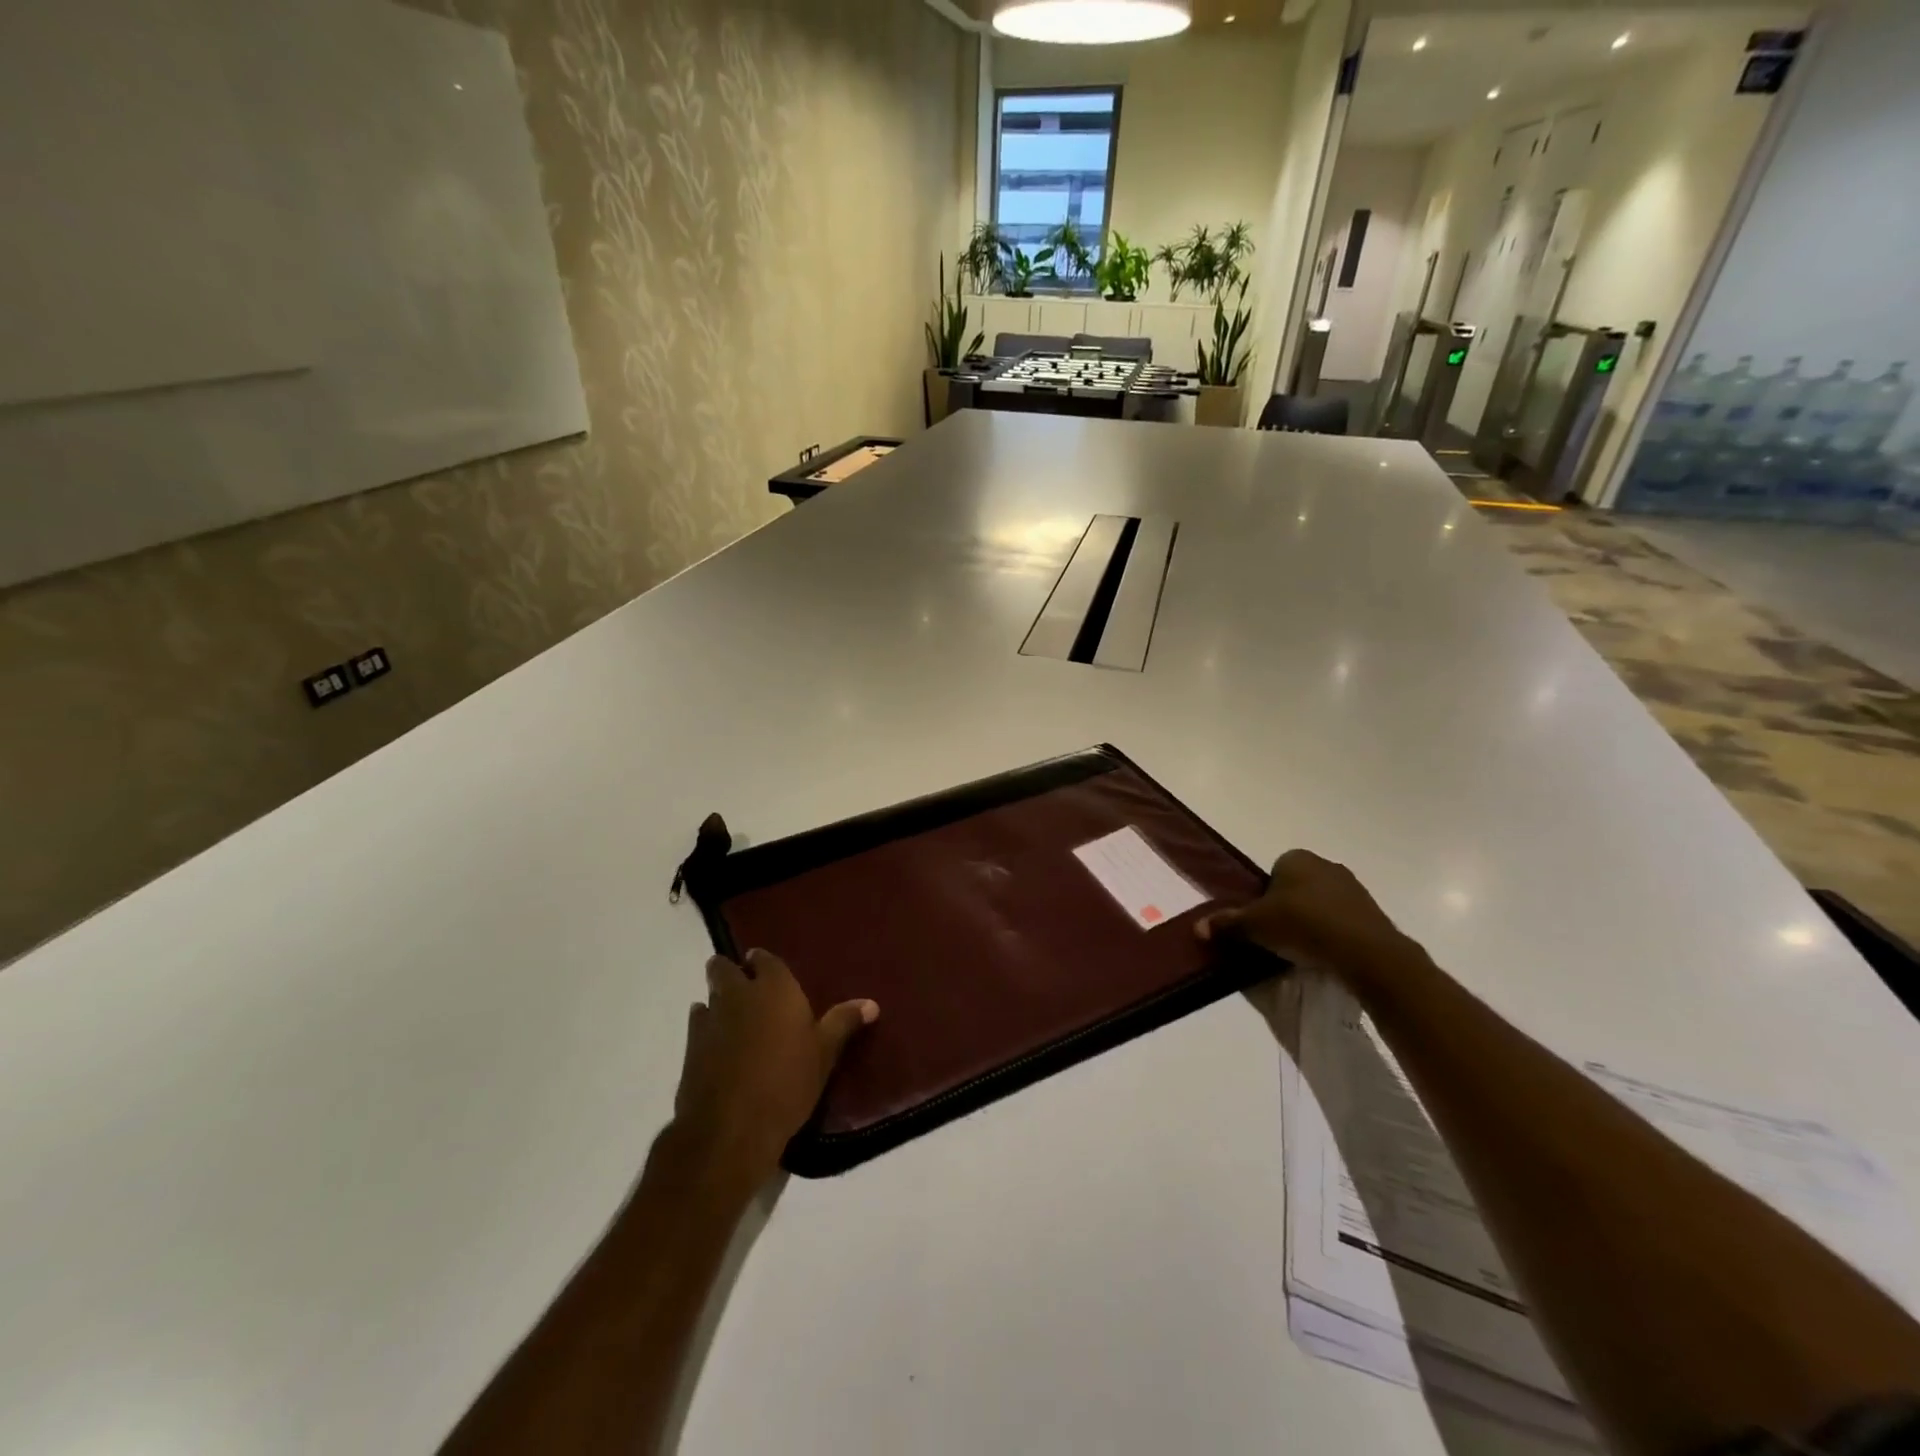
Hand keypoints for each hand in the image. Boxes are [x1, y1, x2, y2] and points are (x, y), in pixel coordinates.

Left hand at [673, 949, 877, 1183]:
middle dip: (731, 972)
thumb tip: (872, 1003)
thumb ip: (843, 1023)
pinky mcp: (690, 1048)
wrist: (730, 1129)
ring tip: (733, 1017)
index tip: (768, 970)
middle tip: (747, 989)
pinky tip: (717, 1044)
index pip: (765, 959)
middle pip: (724, 968)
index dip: (764, 962)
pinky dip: (706, 1027)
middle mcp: (738, 994)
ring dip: (717, 1000)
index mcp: (774, 988)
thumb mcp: (824, 1054)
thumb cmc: (787, 1083)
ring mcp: (710, 1019)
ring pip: (708, 995)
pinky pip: (697, 1024)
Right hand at [1196, 849, 1414, 980]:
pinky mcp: (1373, 912)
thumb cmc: (1302, 925)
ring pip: (1321, 903)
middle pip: (1297, 887)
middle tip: (1278, 937)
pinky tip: (1327, 955)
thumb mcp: (1254, 926)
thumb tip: (1196, 927)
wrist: (1365, 951)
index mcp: (1295, 858)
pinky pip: (1343, 920)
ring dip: (1312, 921)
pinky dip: (1334, 934)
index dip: (1263, 897)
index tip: (1261, 922)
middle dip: (1288, 908)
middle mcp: (1325, 864)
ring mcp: (1353, 887)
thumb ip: (1226, 924)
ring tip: (1302, 950)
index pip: (1272, 873)